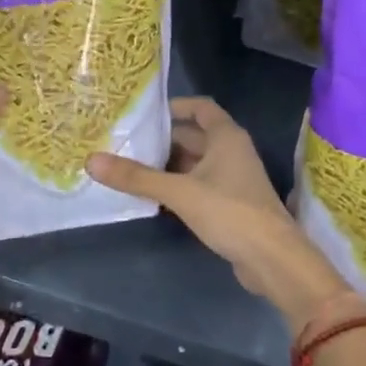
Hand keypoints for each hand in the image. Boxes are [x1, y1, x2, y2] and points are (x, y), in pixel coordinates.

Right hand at [87, 96, 350, 328]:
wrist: (273, 259)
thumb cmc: (230, 212)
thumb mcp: (179, 192)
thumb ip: (137, 177)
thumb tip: (92, 160)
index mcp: (227, 137)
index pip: (201, 108)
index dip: (175, 106)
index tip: (145, 113)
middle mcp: (232, 152)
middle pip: (194, 137)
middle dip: (163, 140)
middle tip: (126, 143)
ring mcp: (233, 179)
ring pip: (195, 164)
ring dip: (168, 166)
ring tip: (131, 168)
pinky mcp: (231, 204)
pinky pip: (199, 186)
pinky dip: (178, 187)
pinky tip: (153, 197)